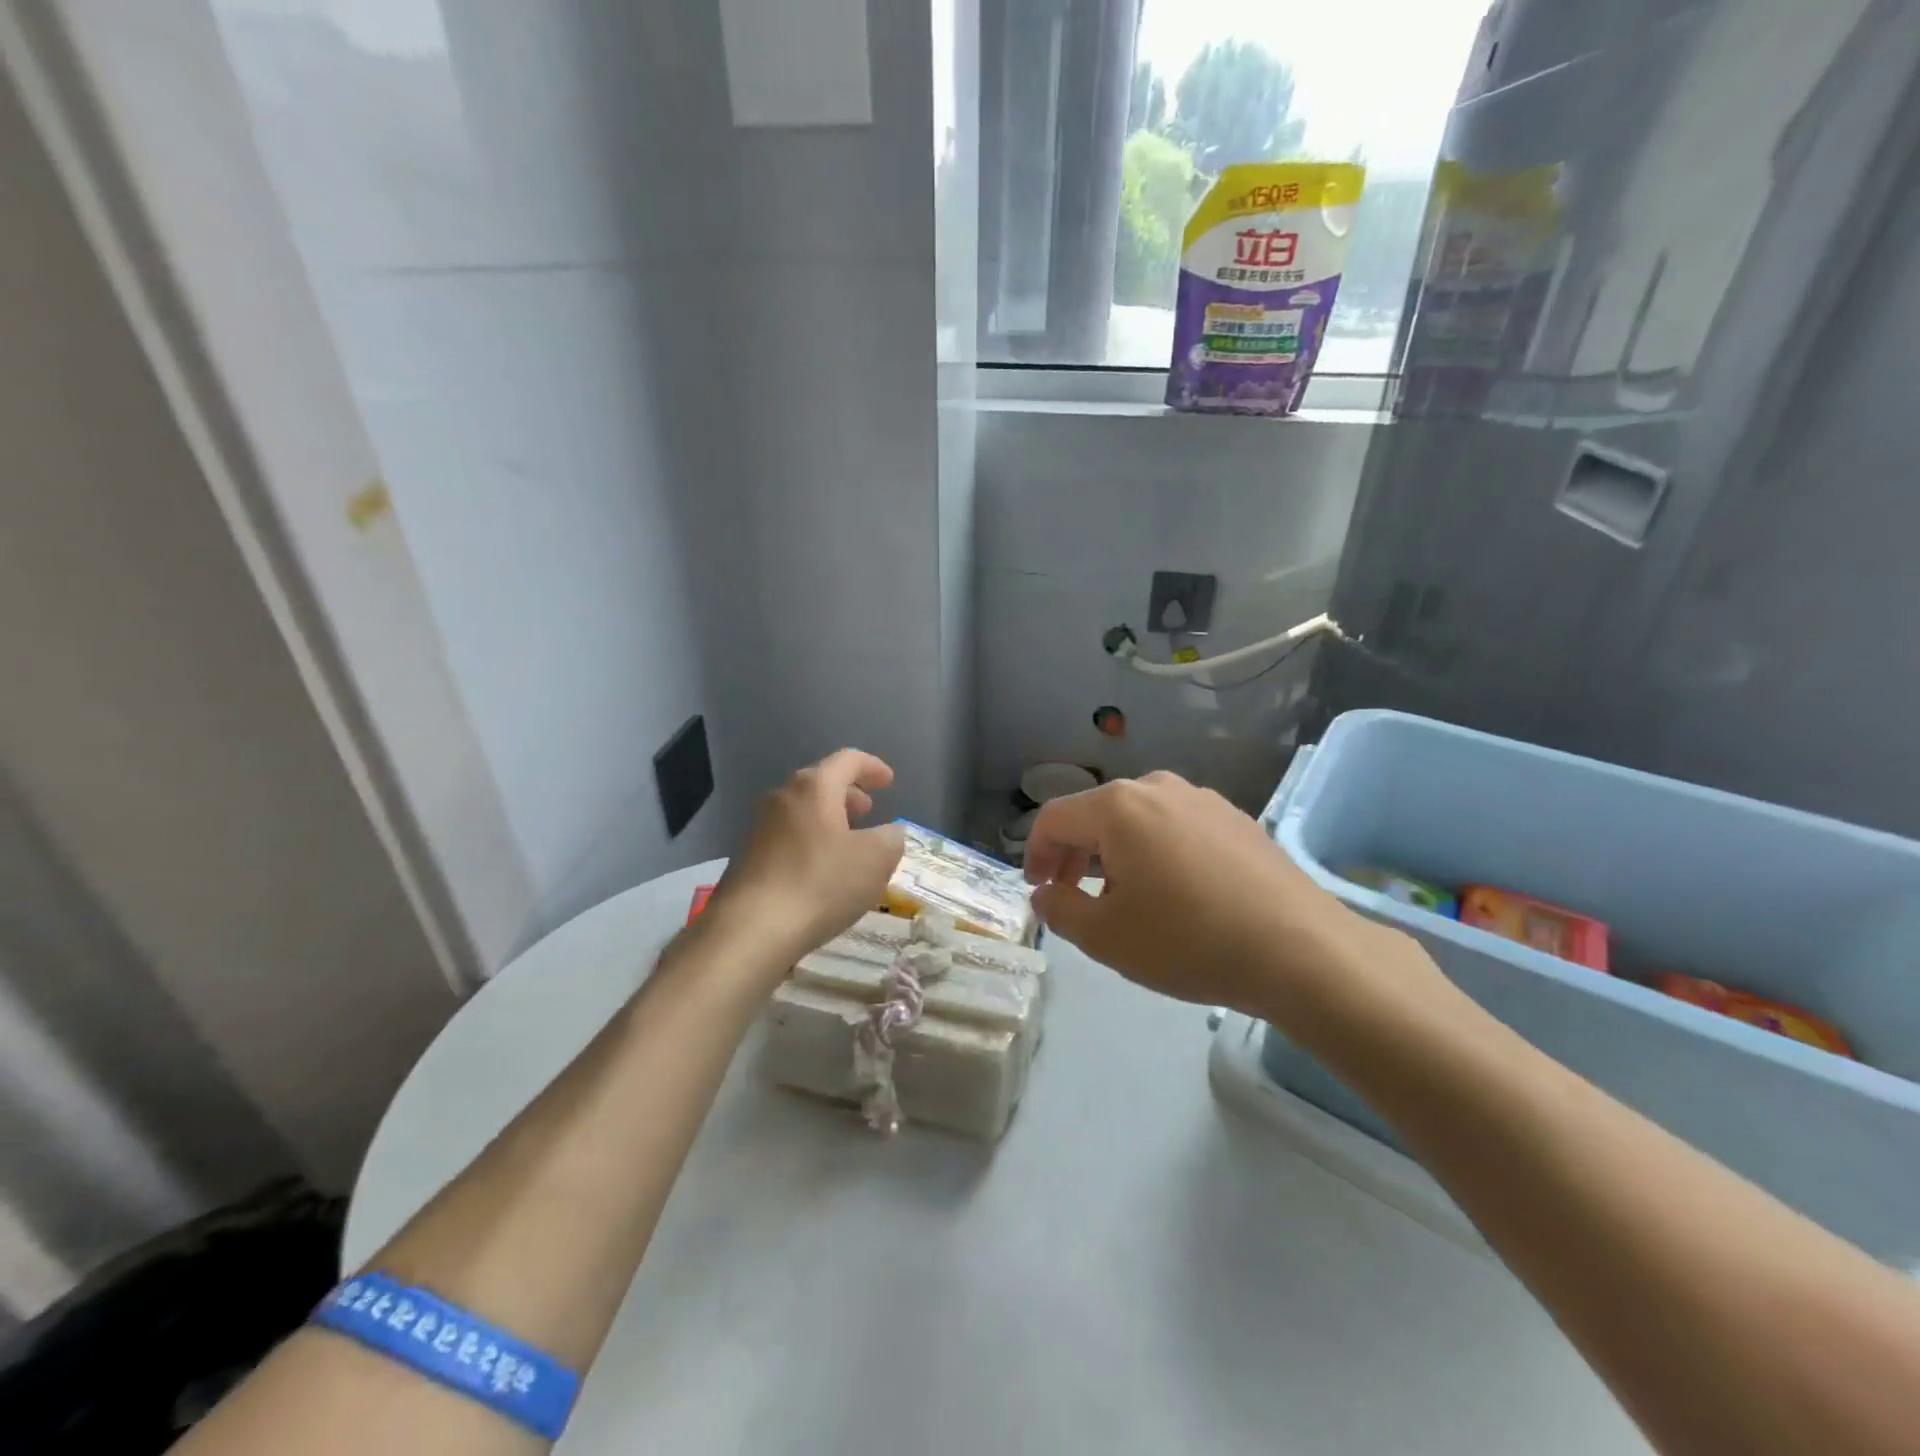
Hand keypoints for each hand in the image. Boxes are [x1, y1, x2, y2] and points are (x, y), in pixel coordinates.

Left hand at [708, 749, 904, 966]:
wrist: (751, 929)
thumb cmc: (820, 883)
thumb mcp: (875, 860)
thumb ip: (891, 839)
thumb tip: (889, 833)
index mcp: (814, 787)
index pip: (847, 760)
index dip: (872, 767)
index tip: (889, 781)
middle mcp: (782, 797)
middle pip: (820, 783)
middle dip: (848, 793)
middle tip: (869, 810)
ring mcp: (759, 827)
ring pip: (802, 811)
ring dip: (829, 819)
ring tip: (849, 842)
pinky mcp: (748, 858)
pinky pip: (788, 836)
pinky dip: (811, 841)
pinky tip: (821, 870)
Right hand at [1023, 771, 1436, 1019]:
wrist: (1301, 950)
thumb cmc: (1188, 940)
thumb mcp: (1106, 937)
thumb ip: (1060, 908)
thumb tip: (1045, 892)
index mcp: (1118, 806)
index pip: (1054, 818)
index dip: (1034, 853)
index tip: (1038, 889)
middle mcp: (1158, 787)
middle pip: (1096, 814)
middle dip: (1075, 853)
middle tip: (1072, 895)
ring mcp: (1202, 799)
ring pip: (1138, 819)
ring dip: (1116, 852)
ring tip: (1123, 896)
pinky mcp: (1236, 817)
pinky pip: (1176, 826)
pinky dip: (1156, 850)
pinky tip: (1174, 891)